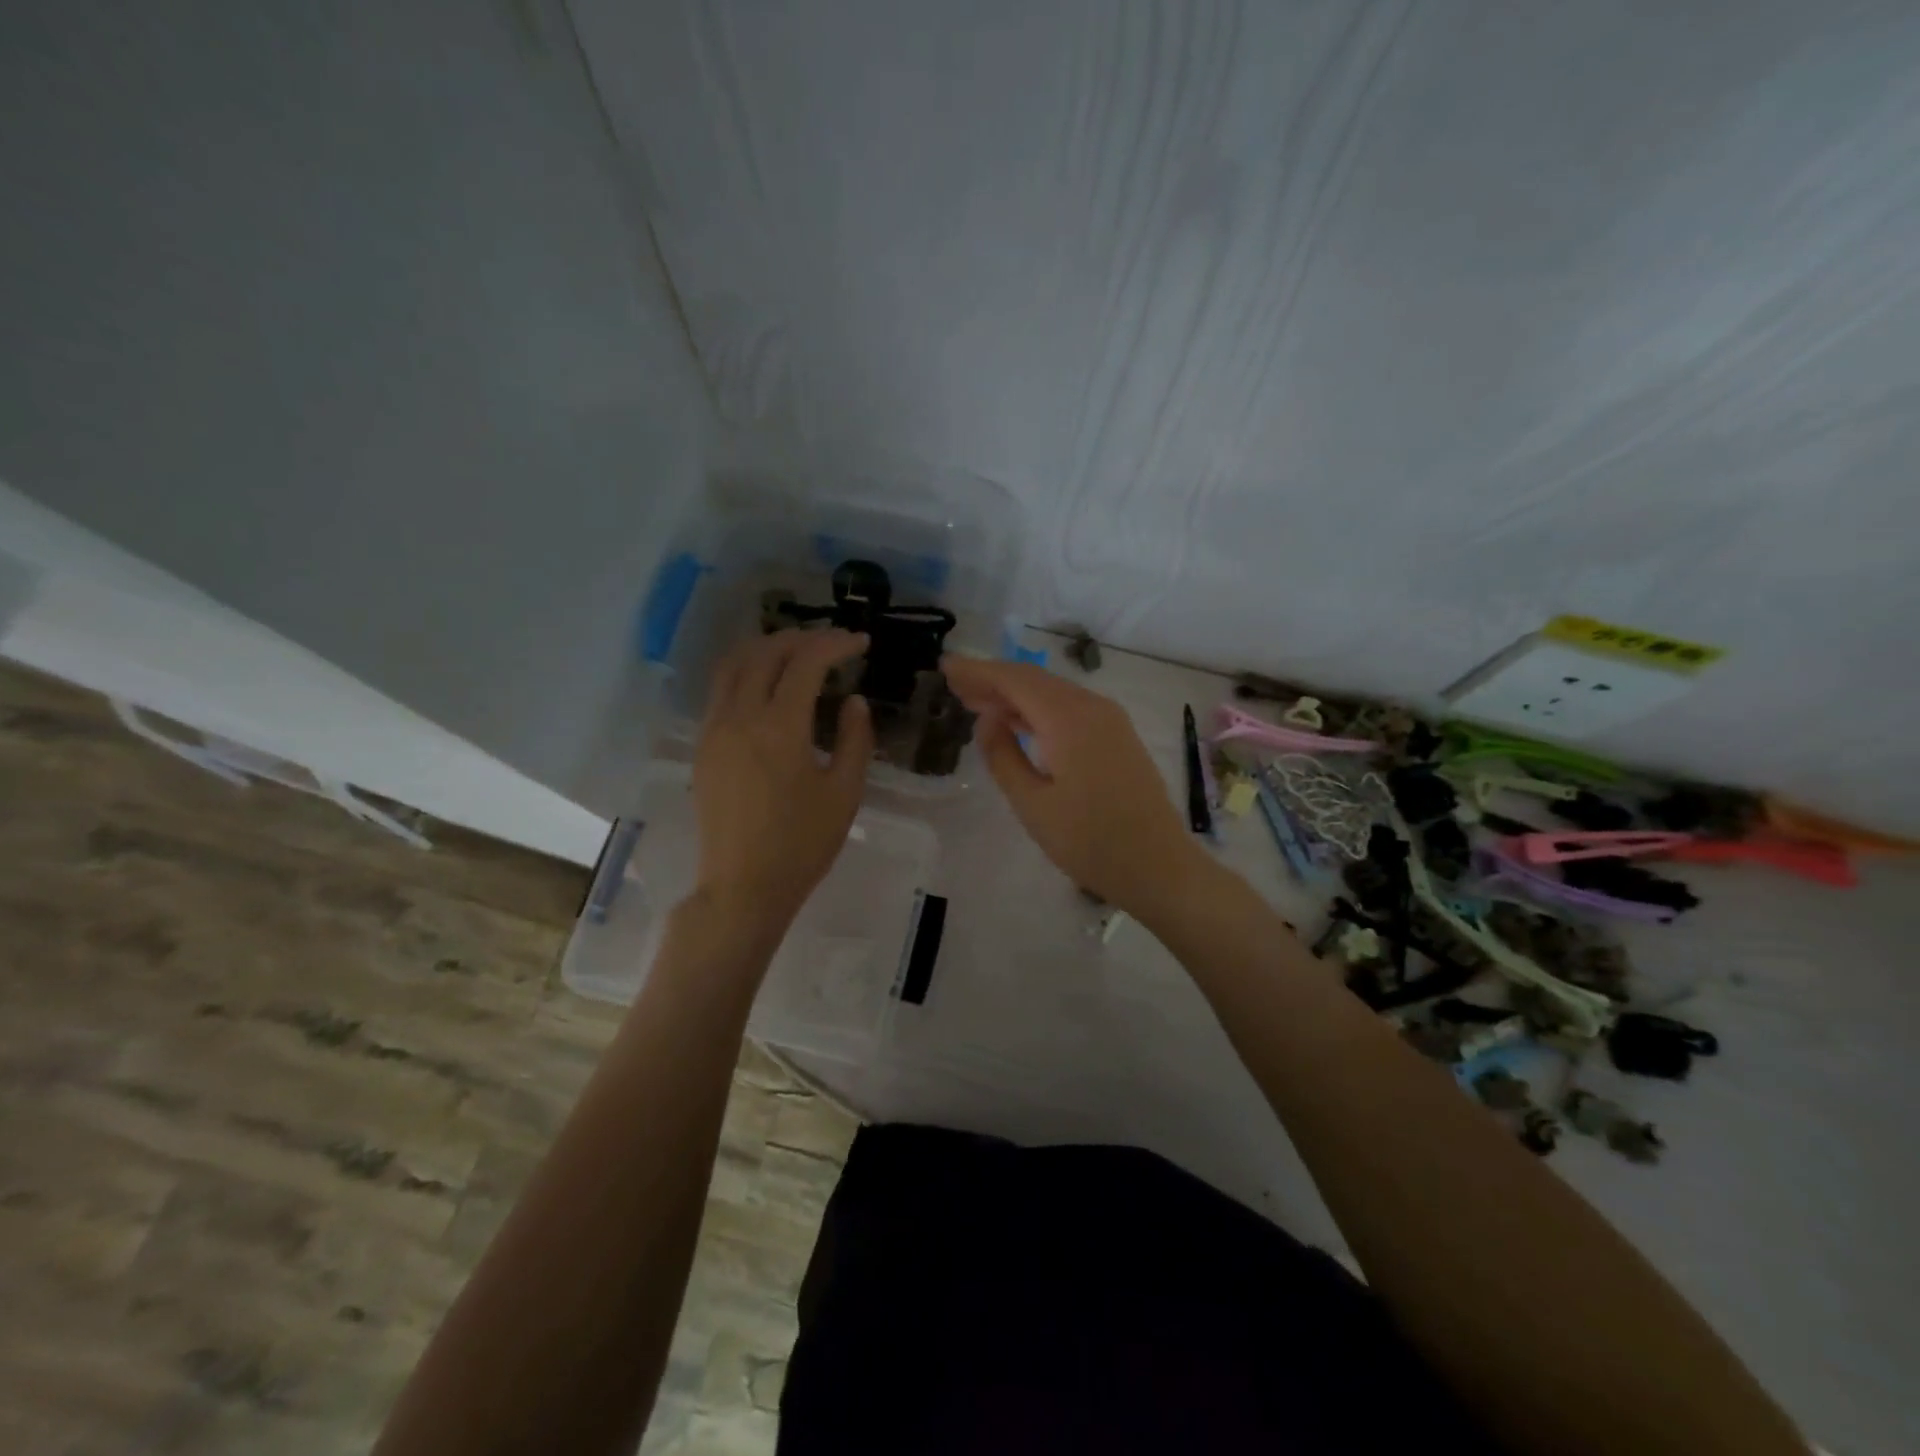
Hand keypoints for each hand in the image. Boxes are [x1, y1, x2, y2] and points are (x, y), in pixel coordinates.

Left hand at [691, 630, 874, 927]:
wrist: (743, 887)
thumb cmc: (802, 844)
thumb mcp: (844, 793)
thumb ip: (854, 739)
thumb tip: (853, 701)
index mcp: (780, 727)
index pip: (807, 661)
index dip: (836, 644)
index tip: (860, 643)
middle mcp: (740, 716)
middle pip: (766, 652)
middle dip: (803, 638)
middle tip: (833, 644)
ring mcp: (714, 729)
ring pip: (734, 664)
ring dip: (768, 648)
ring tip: (797, 652)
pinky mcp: (703, 746)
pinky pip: (721, 689)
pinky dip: (746, 670)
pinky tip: (767, 683)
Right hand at [942, 656, 1211, 919]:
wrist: (1159, 867)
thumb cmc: (1089, 842)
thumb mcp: (1032, 804)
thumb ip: (1003, 755)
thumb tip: (988, 719)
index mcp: (1069, 718)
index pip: (1015, 680)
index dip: (978, 671)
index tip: (946, 666)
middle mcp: (1092, 707)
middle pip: (1034, 680)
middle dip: (993, 680)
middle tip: (955, 684)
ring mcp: (1110, 720)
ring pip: (1052, 693)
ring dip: (1014, 695)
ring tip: (975, 702)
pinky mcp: (1117, 736)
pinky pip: (1069, 709)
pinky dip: (1038, 710)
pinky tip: (1017, 723)